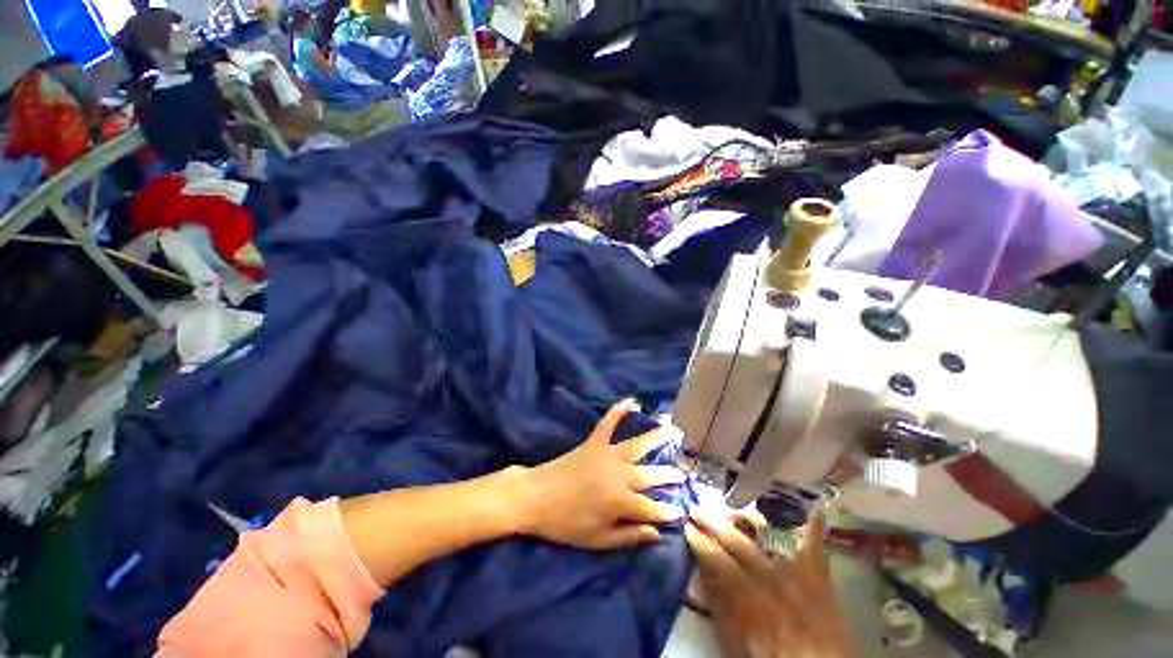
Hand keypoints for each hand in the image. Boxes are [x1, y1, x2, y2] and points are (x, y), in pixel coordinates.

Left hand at [519, 399, 686, 549]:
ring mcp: (607, 455)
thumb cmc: (566, 523)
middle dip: (669, 476)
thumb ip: (629, 536)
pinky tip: (629, 401)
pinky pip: (608, 424)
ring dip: (655, 438)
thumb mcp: (598, 540)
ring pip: (637, 445)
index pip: (652, 508)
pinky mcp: (594, 443)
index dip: (667, 512)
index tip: (681, 512)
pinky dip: (617, 412)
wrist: (536, 497)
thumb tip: (656, 534)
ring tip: (671, 430)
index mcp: (621, 502)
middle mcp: (620, 475)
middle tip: (683, 474)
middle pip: (650, 475)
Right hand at [685, 510, 850, 657]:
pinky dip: (811, 525)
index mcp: (747, 598)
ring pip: (765, 534)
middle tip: (696, 509)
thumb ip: (718, 602)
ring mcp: (796, 571)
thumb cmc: (768, 654)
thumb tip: (701, 570)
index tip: (687, 528)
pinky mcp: (818, 573)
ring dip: (744, 519)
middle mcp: (770, 578)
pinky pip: (814, 542)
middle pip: (736, 542)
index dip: (700, 542)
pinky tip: (809, 509)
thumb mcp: (733, 636)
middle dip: (713, 523)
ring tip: (729, 508)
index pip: (716, 560)